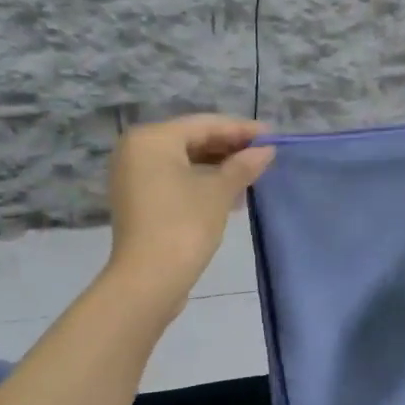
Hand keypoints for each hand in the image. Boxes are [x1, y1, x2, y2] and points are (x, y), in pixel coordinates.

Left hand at [105, 114, 274, 307]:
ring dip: (217, 167)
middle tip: (264, 154)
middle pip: (191, 140)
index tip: (271, 134)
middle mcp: (135, 151)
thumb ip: (243, 165)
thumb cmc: (184, 225)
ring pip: (183, 162)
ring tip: (252, 176)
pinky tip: (230, 194)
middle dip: (229, 148)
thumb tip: (266, 150)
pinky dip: (200, 182)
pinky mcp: (137, 200)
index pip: (204, 124)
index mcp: (151, 139)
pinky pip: (174, 180)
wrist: (148, 280)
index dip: (240, 129)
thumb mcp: (219, 191)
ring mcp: (133, 177)